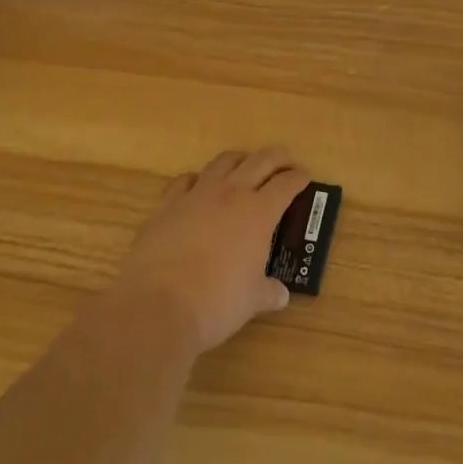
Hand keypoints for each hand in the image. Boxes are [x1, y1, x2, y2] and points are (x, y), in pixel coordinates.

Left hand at [117, 147, 309, 355]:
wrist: (157, 306)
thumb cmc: (216, 302)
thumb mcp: (252, 300)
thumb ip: (269, 292)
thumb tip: (281, 295)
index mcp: (260, 212)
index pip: (287, 184)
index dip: (299, 178)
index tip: (305, 177)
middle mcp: (232, 193)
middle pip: (261, 160)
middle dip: (277, 157)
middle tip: (285, 161)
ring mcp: (197, 195)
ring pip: (223, 161)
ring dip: (239, 159)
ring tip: (245, 165)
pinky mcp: (166, 205)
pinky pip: (185, 180)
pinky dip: (197, 180)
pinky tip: (198, 187)